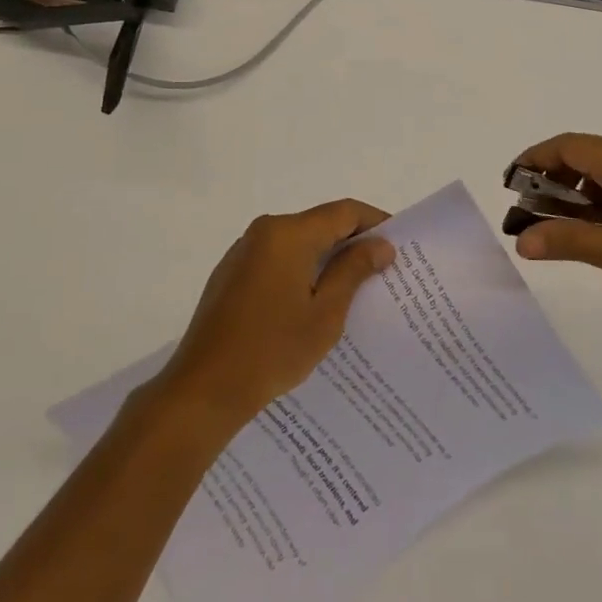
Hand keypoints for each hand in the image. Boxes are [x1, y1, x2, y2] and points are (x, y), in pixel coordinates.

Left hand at [156, 199, 394, 426]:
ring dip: (326, 256)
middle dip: (352, 241)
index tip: (399, 243)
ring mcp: (243, 251)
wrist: (202, 389)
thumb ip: (353, 271)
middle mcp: (264, 231)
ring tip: (353, 287)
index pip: (343, 212)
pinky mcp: (231, 273)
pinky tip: (312, 300)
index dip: (374, 222)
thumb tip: (380, 244)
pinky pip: (277, 258)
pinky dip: (301, 268)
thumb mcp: (324, 314)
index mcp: (288, 234)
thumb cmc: (271, 350)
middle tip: (382, 268)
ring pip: (298, 241)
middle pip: (319, 223)